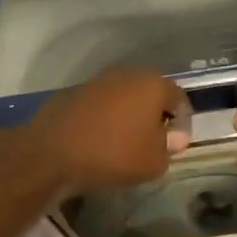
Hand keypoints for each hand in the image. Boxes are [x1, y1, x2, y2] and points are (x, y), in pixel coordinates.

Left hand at [23, 68, 192, 193]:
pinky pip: (101, 104)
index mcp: (153, 85)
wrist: (53, 153)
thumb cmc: (114, 155)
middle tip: (154, 141)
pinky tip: (100, 139)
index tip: (177, 145)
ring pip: (125, 96)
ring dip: (129, 115)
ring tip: (126, 142)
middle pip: (151, 92)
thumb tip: (172, 137)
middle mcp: (127, 74)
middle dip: (156, 115)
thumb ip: (169, 146)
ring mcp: (98, 80)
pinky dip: (106, 117)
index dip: (183, 122)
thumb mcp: (154, 162)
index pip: (179, 98)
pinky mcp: (75, 91)